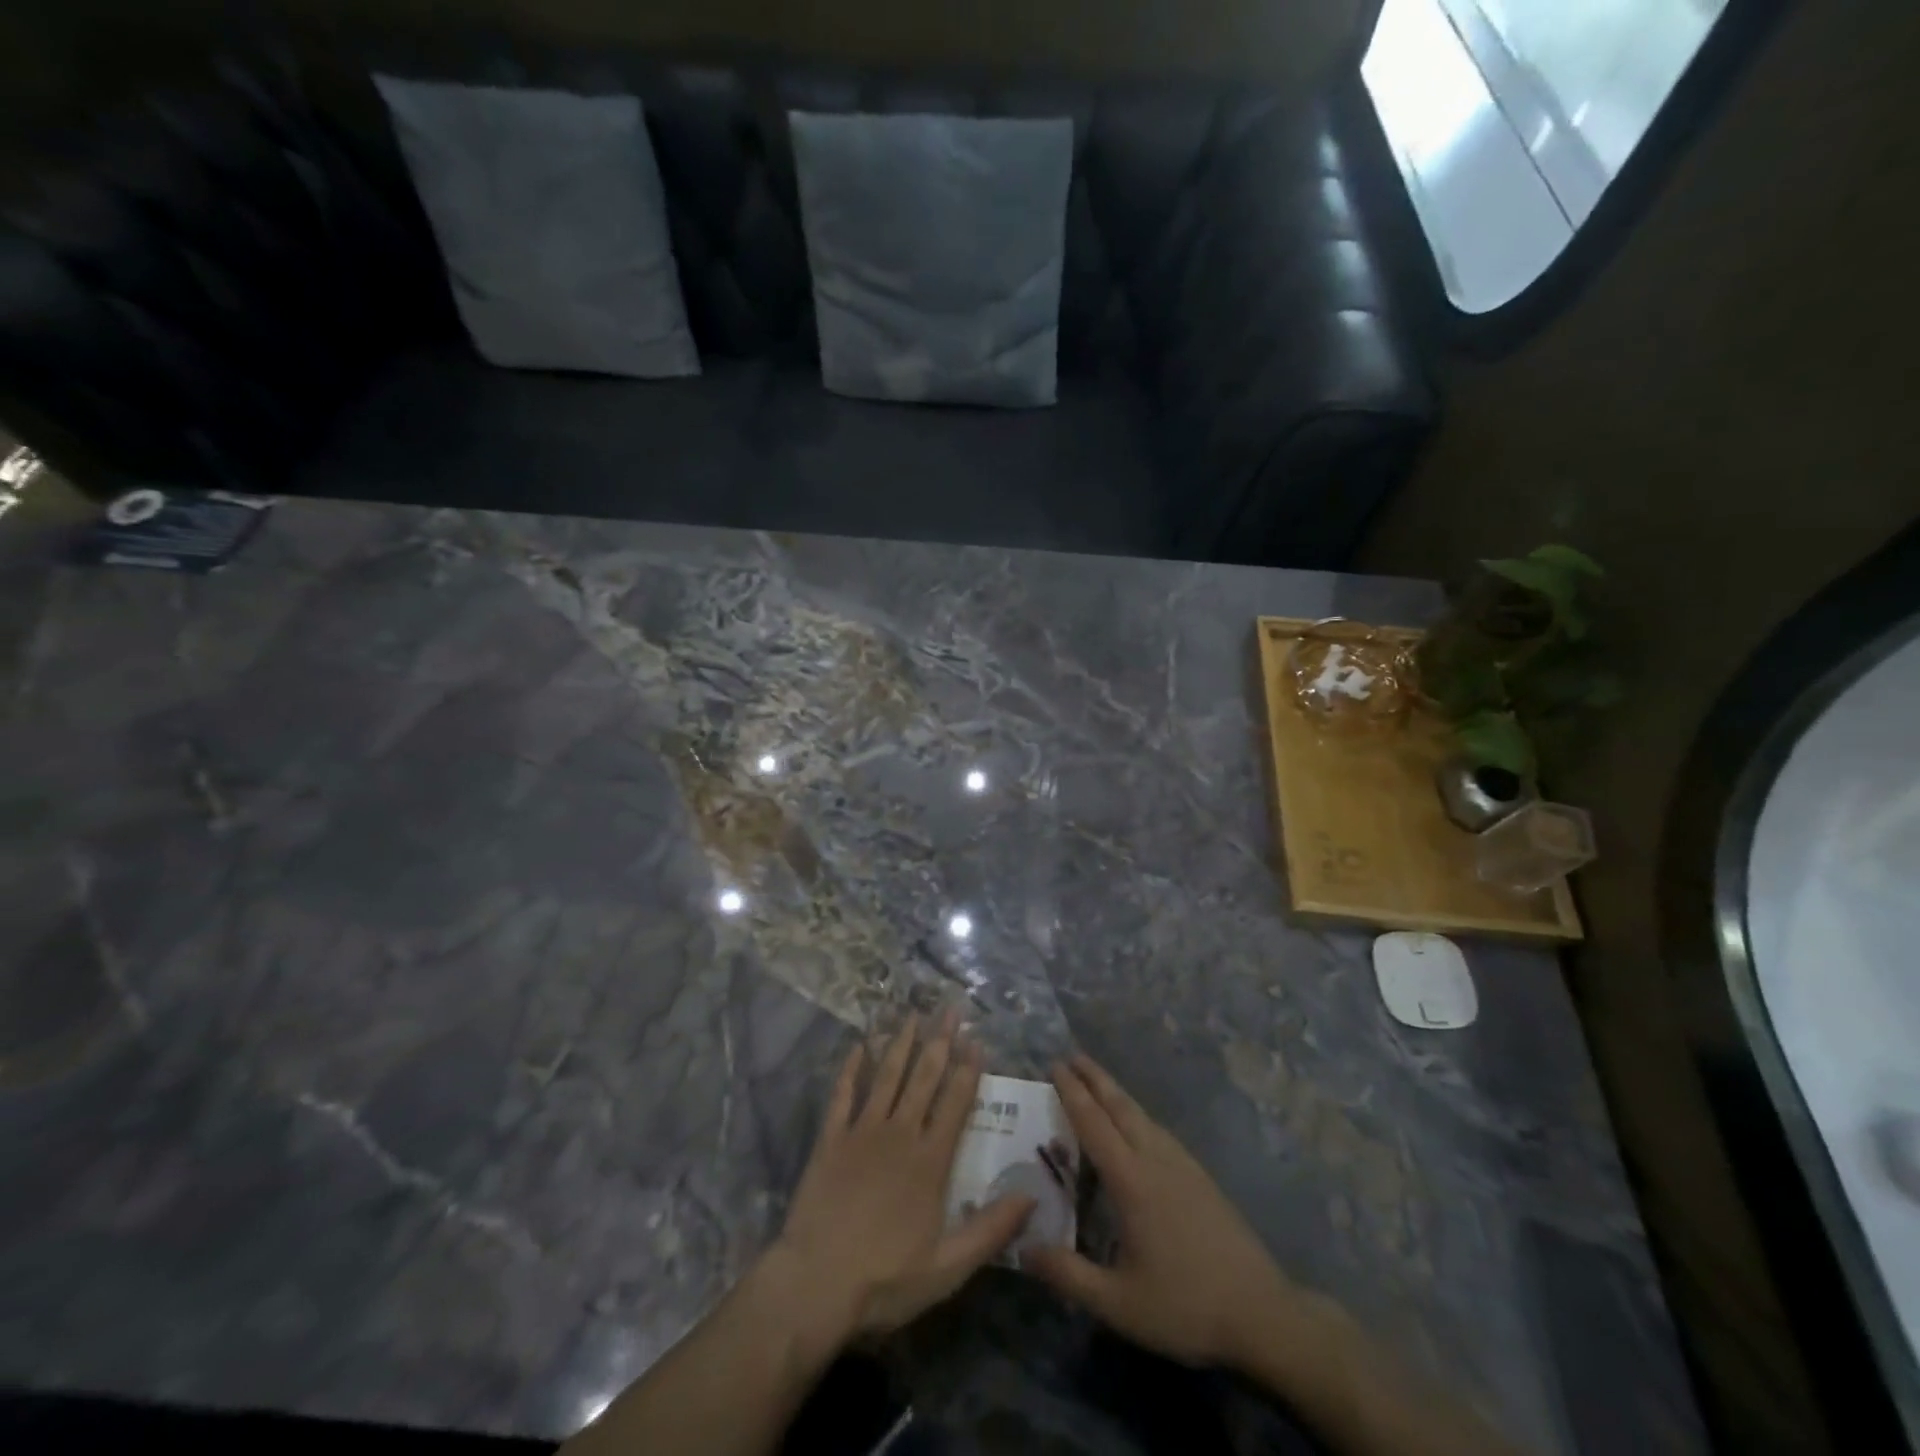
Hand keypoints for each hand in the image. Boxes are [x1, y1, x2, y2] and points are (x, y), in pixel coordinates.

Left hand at [768, 1011, 1034, 1342]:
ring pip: (886, 1076)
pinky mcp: (830, 1139)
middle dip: (940, 1041)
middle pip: (924, 1078)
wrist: (815, 1284)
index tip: (977, 1039)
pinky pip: (843, 1095)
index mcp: (930, 1161)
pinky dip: (851, 1068)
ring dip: (901, 1043)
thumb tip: (1032, 1194)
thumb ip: (990, 1229)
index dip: (968, 1070)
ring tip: (913, 1014)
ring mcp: (862, 1132)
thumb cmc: (885, 1279)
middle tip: (950, 1009)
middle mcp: (900, 1134)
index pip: (955, 1103)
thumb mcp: (948, 1268)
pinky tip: (858, 1045)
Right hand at [1024, 1055, 1293, 1368]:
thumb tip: (1023, 1249)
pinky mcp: (1201, 1177)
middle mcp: (1156, 1160)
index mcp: (1132, 1181)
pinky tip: (1138, 1126)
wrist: (1263, 1314)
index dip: (1072, 1093)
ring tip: (1098, 1082)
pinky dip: (1137, 1114)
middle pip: (1120, 1106)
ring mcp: (1183, 1165)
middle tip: (1071, 1056)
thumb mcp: (1118, 1303)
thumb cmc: (1185, 1306)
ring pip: (1142, 1115)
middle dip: (1094, 1078)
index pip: (1094, 1124)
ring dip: (1116, 1093)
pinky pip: (1159, 1130)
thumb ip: (1068, 1275)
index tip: (1054, 1065)